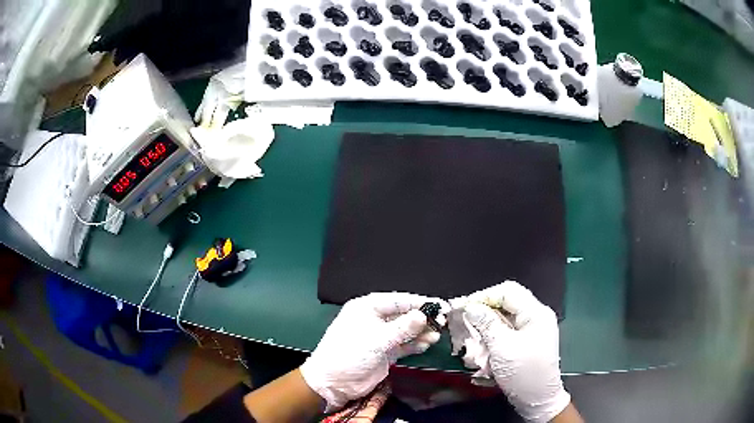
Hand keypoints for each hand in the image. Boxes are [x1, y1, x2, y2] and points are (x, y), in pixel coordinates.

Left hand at [300, 293, 447, 410]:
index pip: (397, 300)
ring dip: (421, 332)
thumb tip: (423, 315)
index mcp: (367, 308)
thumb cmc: (350, 353)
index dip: (419, 302)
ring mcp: (380, 336)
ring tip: (436, 336)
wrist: (333, 382)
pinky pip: (403, 344)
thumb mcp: (377, 339)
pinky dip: (415, 344)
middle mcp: (374, 319)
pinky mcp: (384, 351)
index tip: (440, 305)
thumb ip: (402, 328)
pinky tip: (427, 344)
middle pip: (403, 315)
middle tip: (442, 322)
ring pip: (405, 330)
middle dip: (422, 319)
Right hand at [464, 281, 570, 422]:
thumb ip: (486, 323)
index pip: (508, 291)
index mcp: (536, 313)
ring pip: (505, 318)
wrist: (538, 399)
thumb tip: (471, 306)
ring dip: (486, 325)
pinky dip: (493, 336)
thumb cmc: (523, 372)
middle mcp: (536, 317)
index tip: (464, 306)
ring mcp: (532, 331)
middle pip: (507, 304)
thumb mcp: (502, 347)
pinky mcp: (527, 343)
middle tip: (463, 319)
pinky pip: (507, 332)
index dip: (484, 295)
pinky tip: (482, 345)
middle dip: (484, 311)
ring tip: (470, 333)